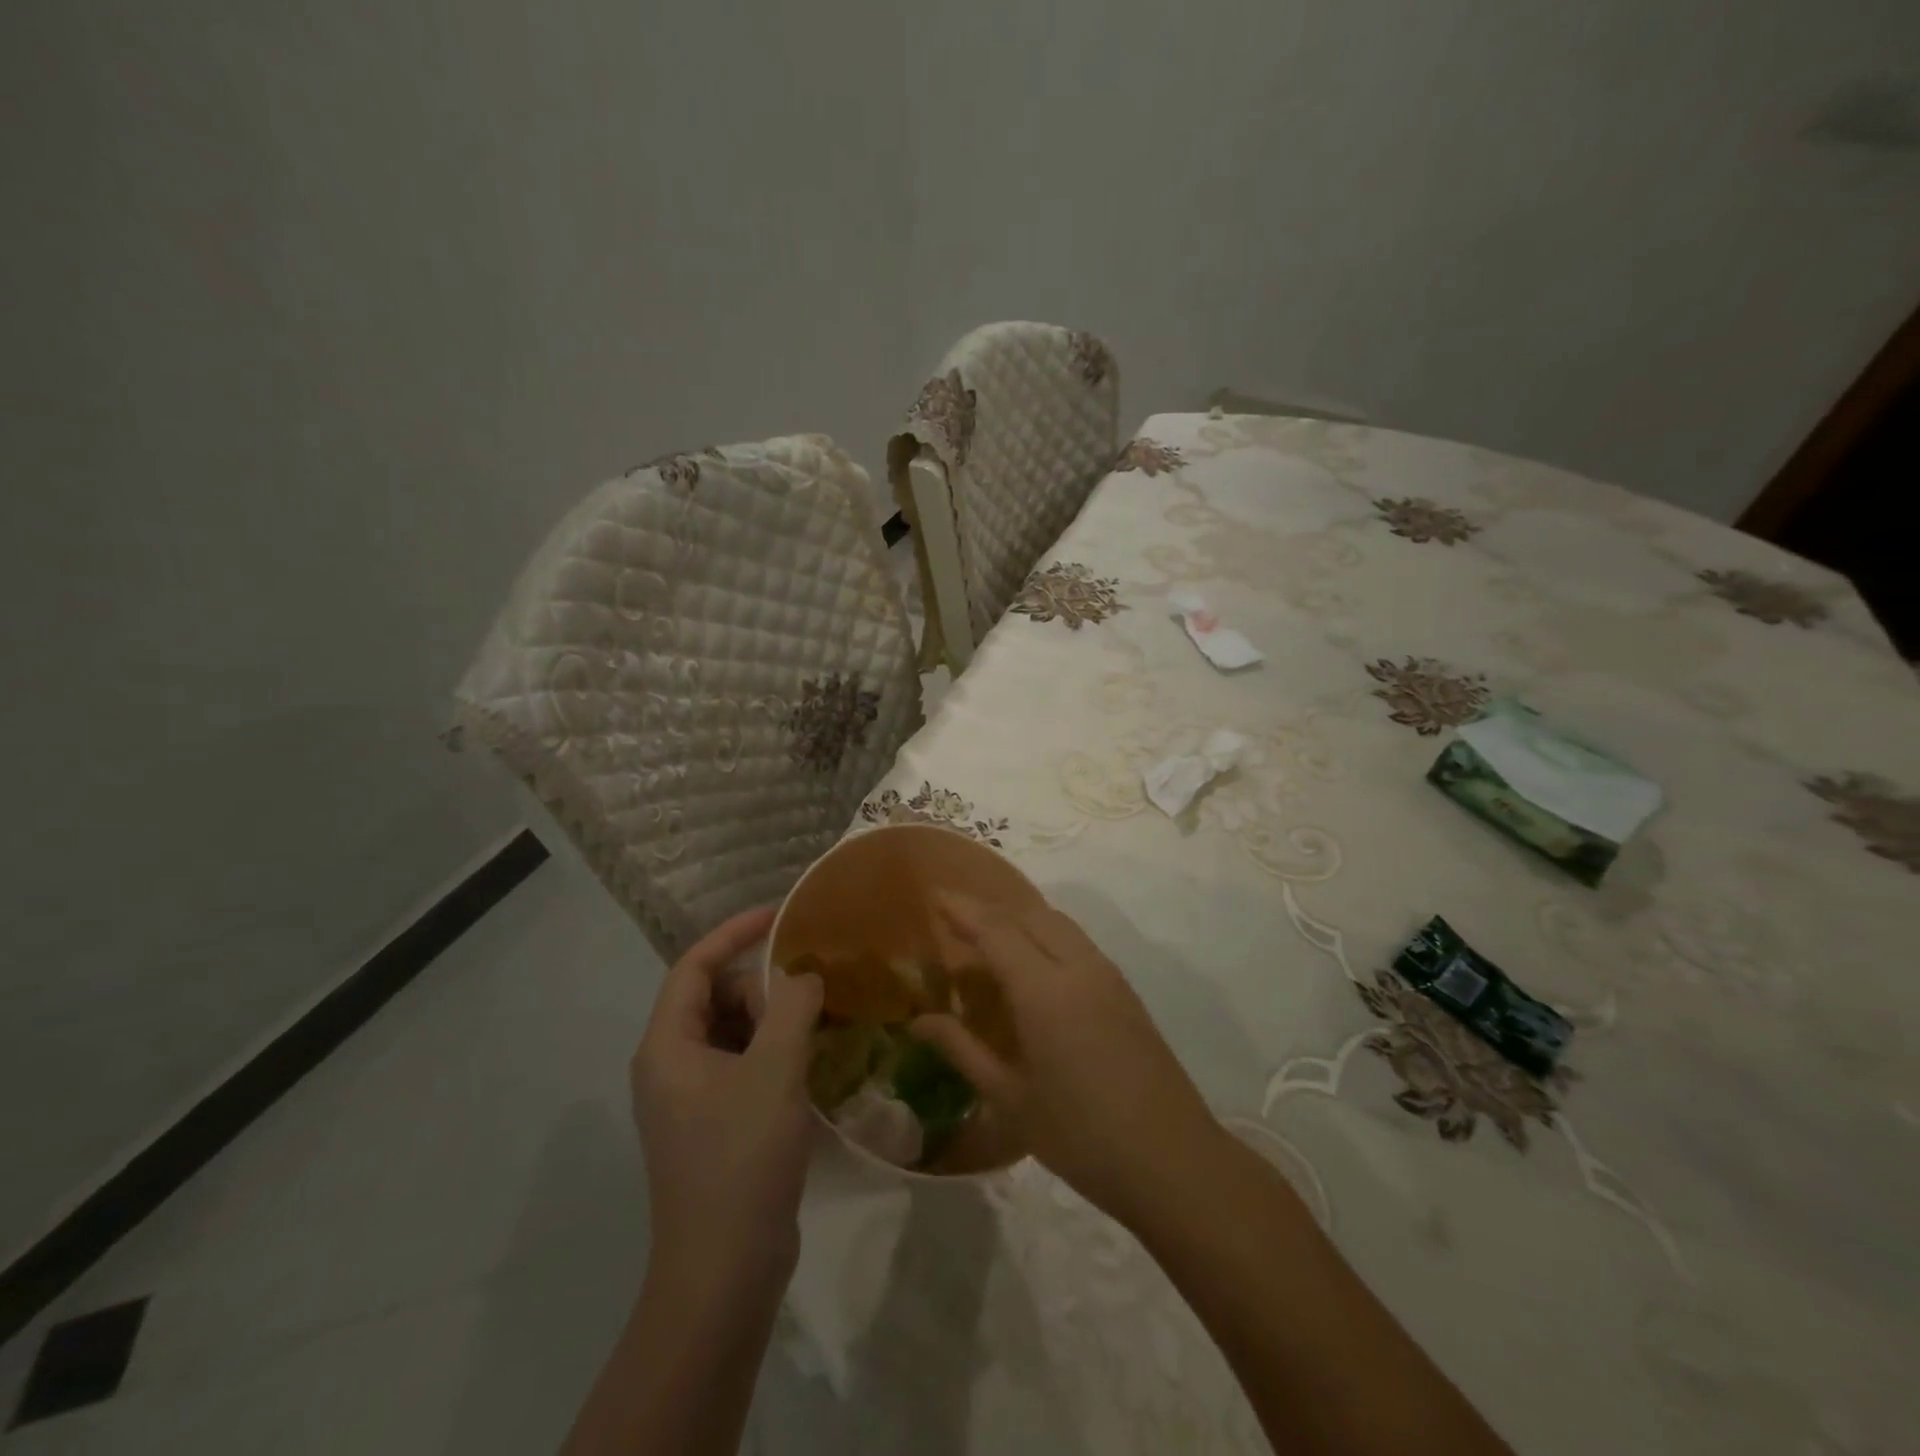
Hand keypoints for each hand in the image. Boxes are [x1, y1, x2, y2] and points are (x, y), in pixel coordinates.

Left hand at [630, 907, 823, 1282]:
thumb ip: (791, 1007)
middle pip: (715, 998)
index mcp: (667, 1046)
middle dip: (761, 988)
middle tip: (806, 1003)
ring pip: (732, 1033)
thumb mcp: (775, 1070)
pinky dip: (773, 1053)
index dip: (734, 933)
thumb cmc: (741, 1159)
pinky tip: (809, 1067)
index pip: (693, 966)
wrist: (724, 1271)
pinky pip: (743, 1066)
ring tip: (815, 1029)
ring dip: (772, 1022)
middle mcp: (670, 1066)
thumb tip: (802, 977)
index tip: (778, 915)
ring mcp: (691, 1100)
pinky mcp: (714, 1126)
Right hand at [912, 895, 1225, 1227]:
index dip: (963, 909)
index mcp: (1045, 991)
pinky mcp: (1125, 990)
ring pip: (1057, 922)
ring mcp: (1108, 975)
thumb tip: (919, 1021)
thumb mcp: (1011, 1100)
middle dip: (989, 908)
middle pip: (1028, 914)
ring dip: (1020, 917)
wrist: (1173, 1161)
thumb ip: (962, 1050)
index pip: (996, 930)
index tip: (935, 895)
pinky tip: (1032, 961)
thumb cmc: (1081, 1137)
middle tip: (954, 916)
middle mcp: (1078, 968)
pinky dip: (1045, 933)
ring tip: (988, 934)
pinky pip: (1077, 941)